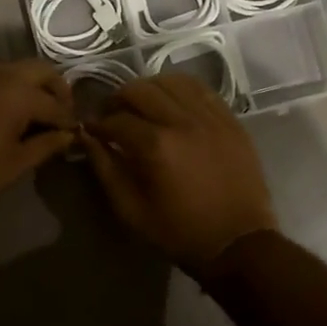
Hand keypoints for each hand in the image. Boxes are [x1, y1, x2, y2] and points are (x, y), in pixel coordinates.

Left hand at [0, 58, 75, 233]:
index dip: (68, 120)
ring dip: (27, 85)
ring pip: (11, 69)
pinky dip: (2, 87)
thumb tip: (68, 136)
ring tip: (31, 113)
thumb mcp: (16, 163)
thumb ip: (47, 144)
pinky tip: (0, 111)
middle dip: (54, 90)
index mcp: (17, 91)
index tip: (73, 133)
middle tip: (58, 114)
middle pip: (39, 70)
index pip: (55, 103)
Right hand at [81, 73, 278, 271]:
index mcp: (156, 146)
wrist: (239, 244)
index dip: (98, 123)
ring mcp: (210, 118)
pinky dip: (180, 89)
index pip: (116, 119)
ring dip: (149, 88)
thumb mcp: (131, 210)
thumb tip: (87, 137)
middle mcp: (182, 122)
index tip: (90, 129)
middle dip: (118, 99)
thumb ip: (105, 169)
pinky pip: (201, 89)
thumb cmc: (180, 232)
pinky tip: (172, 102)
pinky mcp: (230, 120)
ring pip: (171, 81)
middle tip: (112, 114)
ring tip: (142, 105)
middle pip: (141, 90)